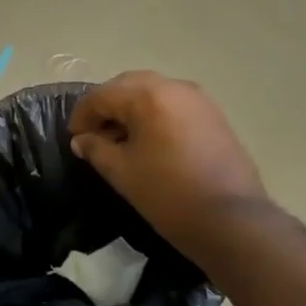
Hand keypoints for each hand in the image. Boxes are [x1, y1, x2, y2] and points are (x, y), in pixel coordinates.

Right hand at [70, 72, 266, 261]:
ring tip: (121, 139)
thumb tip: (82, 140)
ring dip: (132, 108)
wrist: (231, 219)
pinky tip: (150, 141)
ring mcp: (199, 99)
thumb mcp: (122, 173)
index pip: (103, 95)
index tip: (74, 138)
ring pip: (154, 92)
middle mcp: (174, 87)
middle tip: (94, 134)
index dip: (82, 115)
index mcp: (148, 95)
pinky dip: (155, 114)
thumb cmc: (168, 194)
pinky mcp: (214, 115)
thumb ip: (96, 149)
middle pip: (129, 86)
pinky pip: (174, 104)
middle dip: (107, 106)